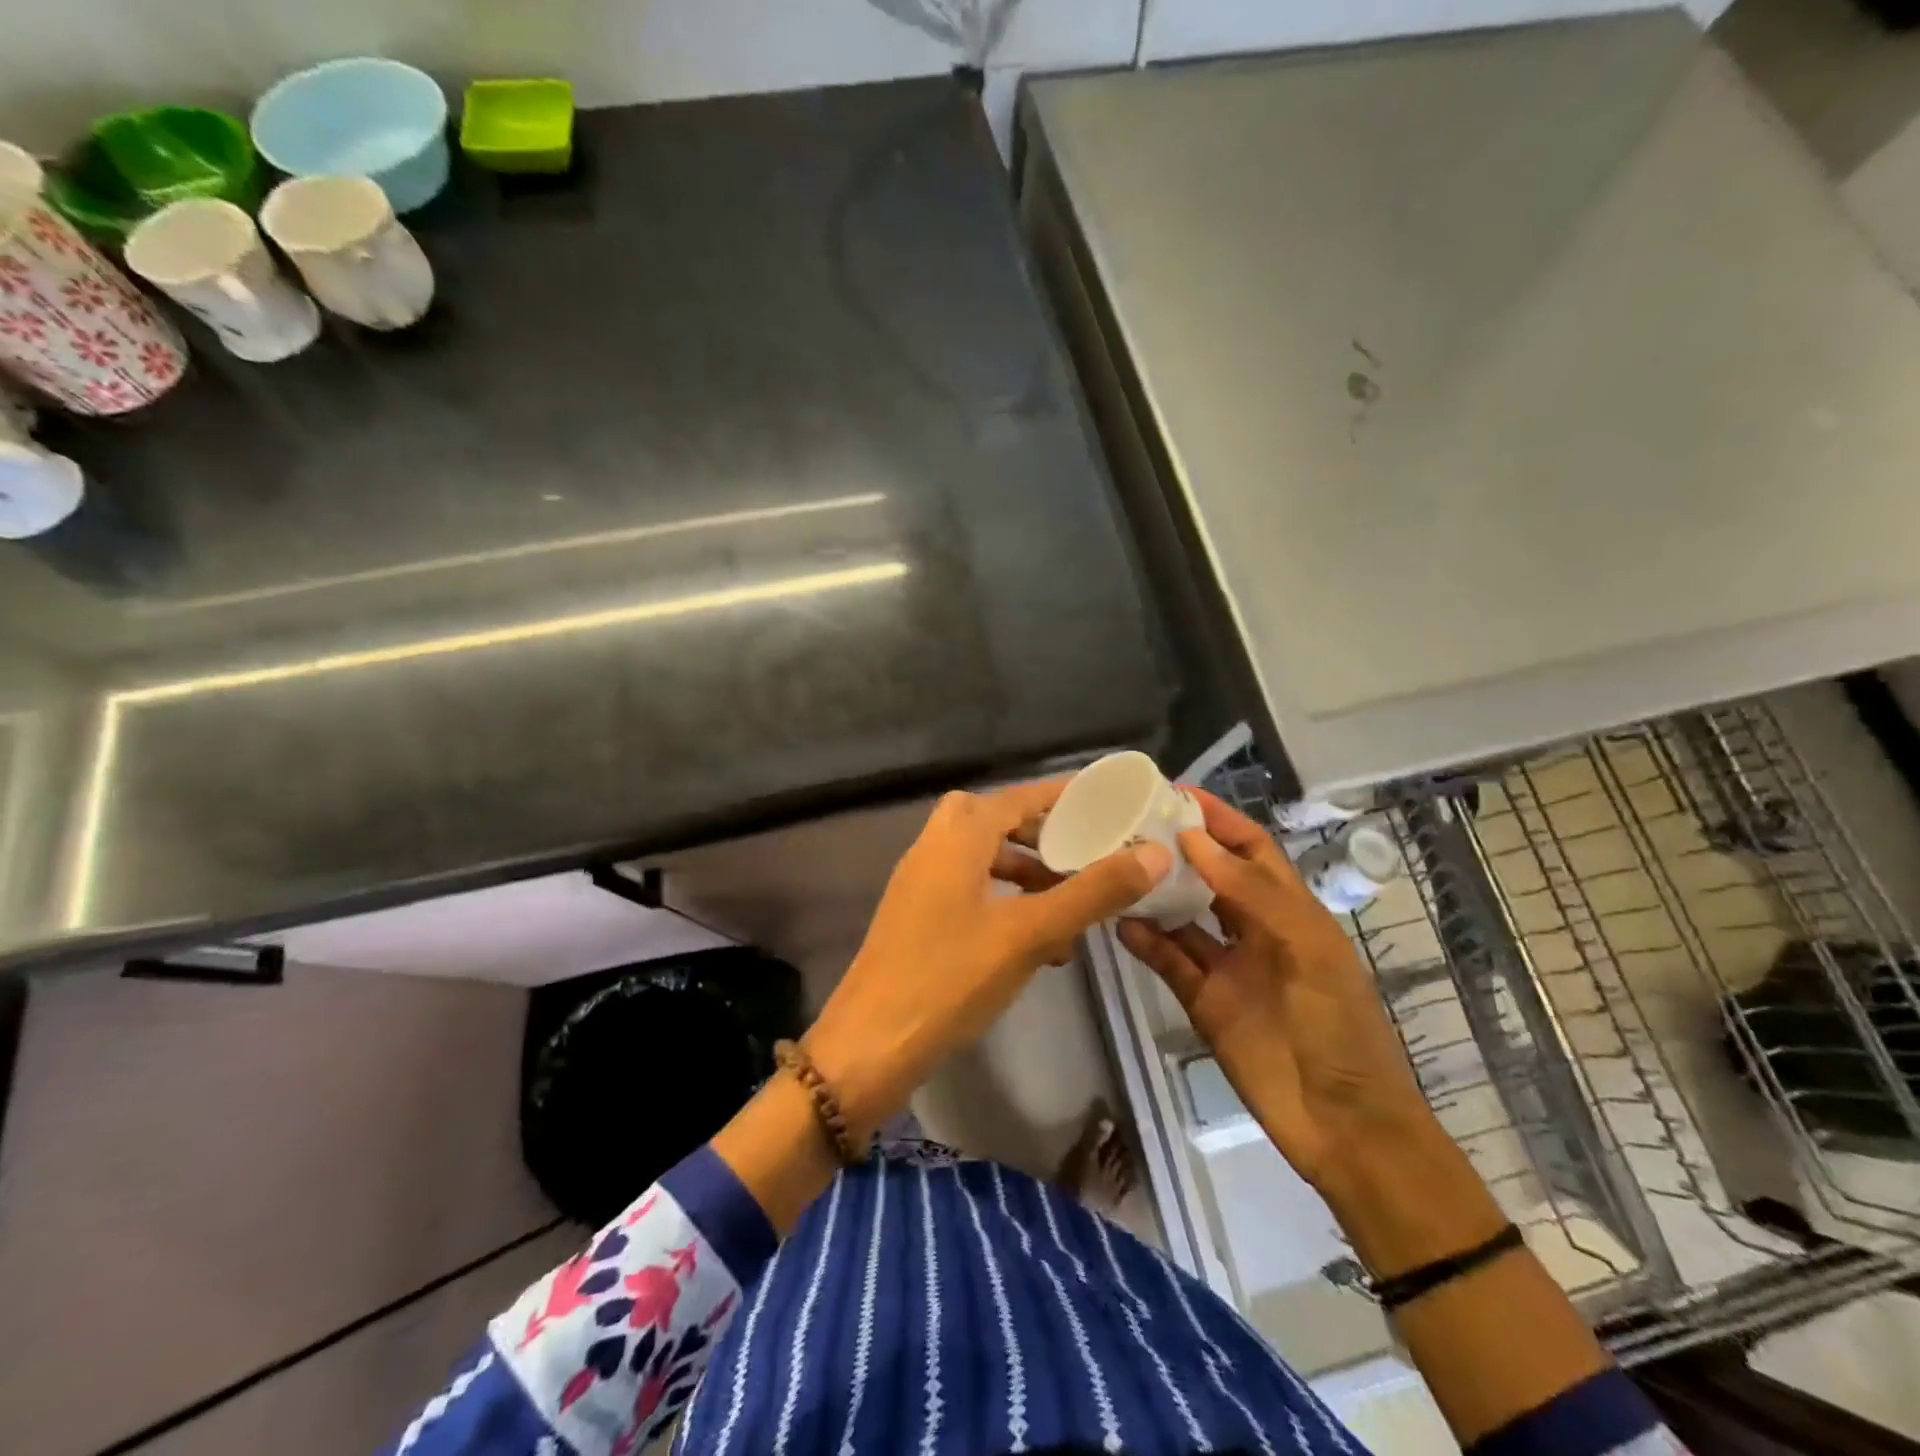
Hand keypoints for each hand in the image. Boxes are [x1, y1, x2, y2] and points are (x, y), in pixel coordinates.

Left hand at [805, 781, 1171, 1140]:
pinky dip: (1003, 901)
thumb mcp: (1029, 934)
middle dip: (1038, 833)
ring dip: (1024, 872)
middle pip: (991, 820)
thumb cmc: (949, 979)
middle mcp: (932, 849)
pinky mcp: (915, 919)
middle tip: (1080, 852)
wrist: (869, 1047)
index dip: (1061, 796)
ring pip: (980, 858)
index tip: (1105, 803)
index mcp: (956, 839)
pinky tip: (1036, 943)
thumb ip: (1092, 892)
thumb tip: (1155, 853)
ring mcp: (919, 885)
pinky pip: (967, 890)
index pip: (1017, 798)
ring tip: (1069, 904)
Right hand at [1117, 791, 1439, 1199]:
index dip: (1218, 818)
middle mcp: (1256, 930)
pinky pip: (1169, 962)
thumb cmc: (1341, 1030)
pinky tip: (1118, 924)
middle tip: (1128, 825)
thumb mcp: (1309, 951)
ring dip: (1155, 893)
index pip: (1250, 849)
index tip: (1172, 793)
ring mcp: (1228, 967)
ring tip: (1114, 867)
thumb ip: (1252, 894)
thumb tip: (1195, 839)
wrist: (1345, 1128)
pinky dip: (1145, 943)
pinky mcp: (1205, 1003)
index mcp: (1291, 911)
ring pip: (1183, 917)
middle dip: (1177, 849)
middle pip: (1211, 876)